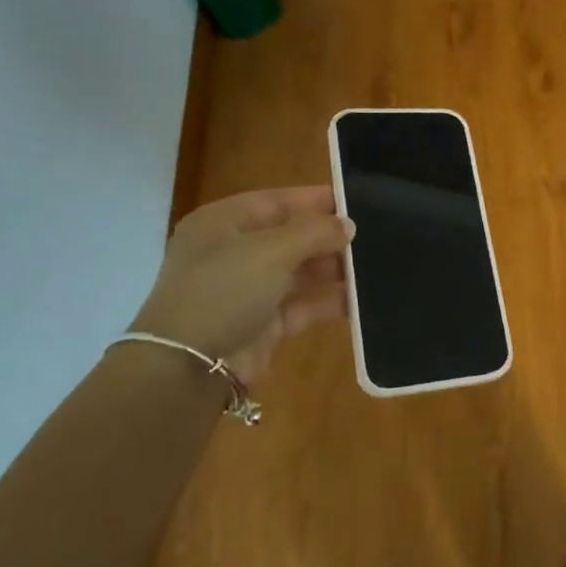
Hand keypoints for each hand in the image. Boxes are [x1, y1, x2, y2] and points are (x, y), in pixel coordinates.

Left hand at [129, 186, 354, 382]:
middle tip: (376, 234)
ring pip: (301, 271)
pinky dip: (330, 300)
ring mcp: (249, 289)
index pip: (277, 201)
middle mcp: (235, 252)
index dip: (315, 200)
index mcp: (224, 223)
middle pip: (291, 236)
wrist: (189, 366)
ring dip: (334, 268)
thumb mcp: (271, 250)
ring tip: (376, 264)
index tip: (357, 201)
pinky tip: (361, 297)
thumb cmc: (224, 290)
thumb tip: (348, 225)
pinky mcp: (265, 323)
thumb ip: (315, 232)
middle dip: (329, 237)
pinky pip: (304, 304)